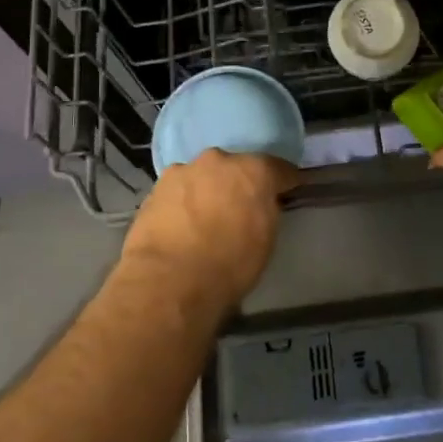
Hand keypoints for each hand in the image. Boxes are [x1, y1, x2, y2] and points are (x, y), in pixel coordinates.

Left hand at [119, 149, 295, 310]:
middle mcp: (218, 161)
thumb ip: (265, 210)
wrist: (170, 280)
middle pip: (235, 168)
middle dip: (239, 183)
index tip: (287, 191)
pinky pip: (179, 192)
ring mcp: (183, 171)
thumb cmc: (230, 264)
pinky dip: (184, 203)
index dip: (284, 181)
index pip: (279, 168)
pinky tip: (182, 225)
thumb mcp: (266, 239)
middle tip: (240, 207)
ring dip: (208, 191)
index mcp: (254, 170)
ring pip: (203, 177)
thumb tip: (260, 204)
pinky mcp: (155, 189)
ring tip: (205, 218)